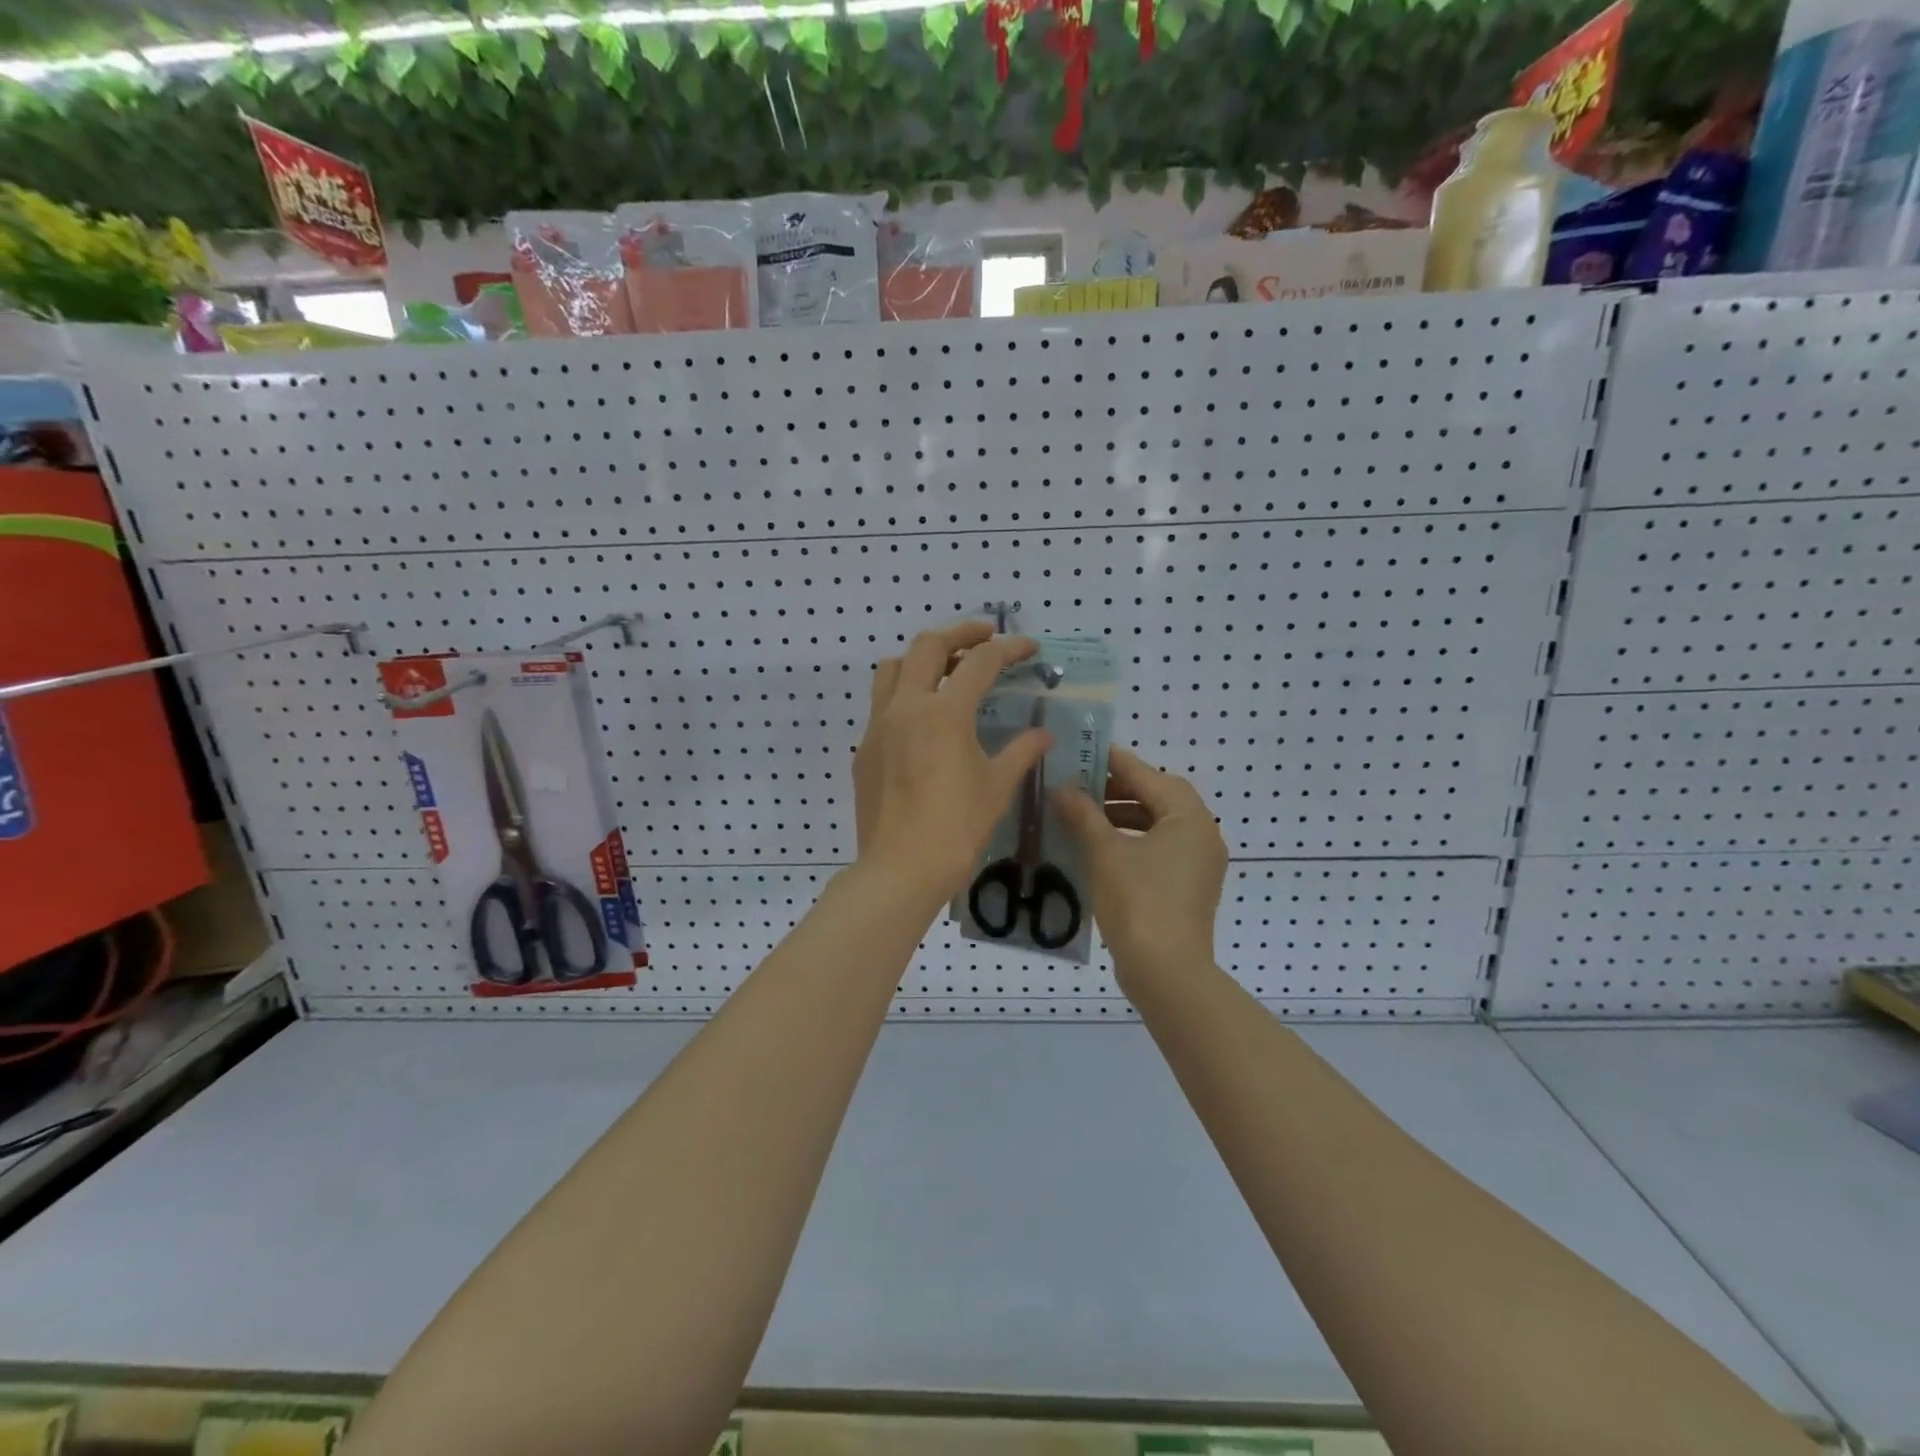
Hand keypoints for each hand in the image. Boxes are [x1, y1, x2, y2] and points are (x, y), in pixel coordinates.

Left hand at [852, 621, 1052, 904]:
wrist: (900, 869)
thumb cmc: (956, 828)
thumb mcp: (996, 787)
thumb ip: (1020, 752)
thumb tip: (1043, 734)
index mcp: (944, 713)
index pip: (979, 662)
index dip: (1009, 649)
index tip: (1029, 647)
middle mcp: (906, 707)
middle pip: (927, 646)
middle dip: (960, 632)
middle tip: (985, 635)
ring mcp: (878, 726)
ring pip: (893, 668)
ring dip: (922, 658)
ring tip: (947, 669)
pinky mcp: (865, 749)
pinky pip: (881, 704)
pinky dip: (905, 694)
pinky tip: (923, 721)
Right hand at [1053, 745, 1227, 982]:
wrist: (1167, 974)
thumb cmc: (1139, 903)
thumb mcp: (1105, 853)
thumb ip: (1083, 814)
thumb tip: (1061, 789)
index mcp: (1189, 818)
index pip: (1148, 776)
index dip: (1113, 762)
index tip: (1083, 751)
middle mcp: (1201, 835)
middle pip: (1156, 798)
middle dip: (1116, 790)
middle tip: (1077, 785)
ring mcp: (1198, 864)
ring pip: (1156, 825)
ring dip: (1121, 817)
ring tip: (1081, 816)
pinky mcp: (1187, 887)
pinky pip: (1158, 850)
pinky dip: (1130, 842)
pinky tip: (1097, 848)